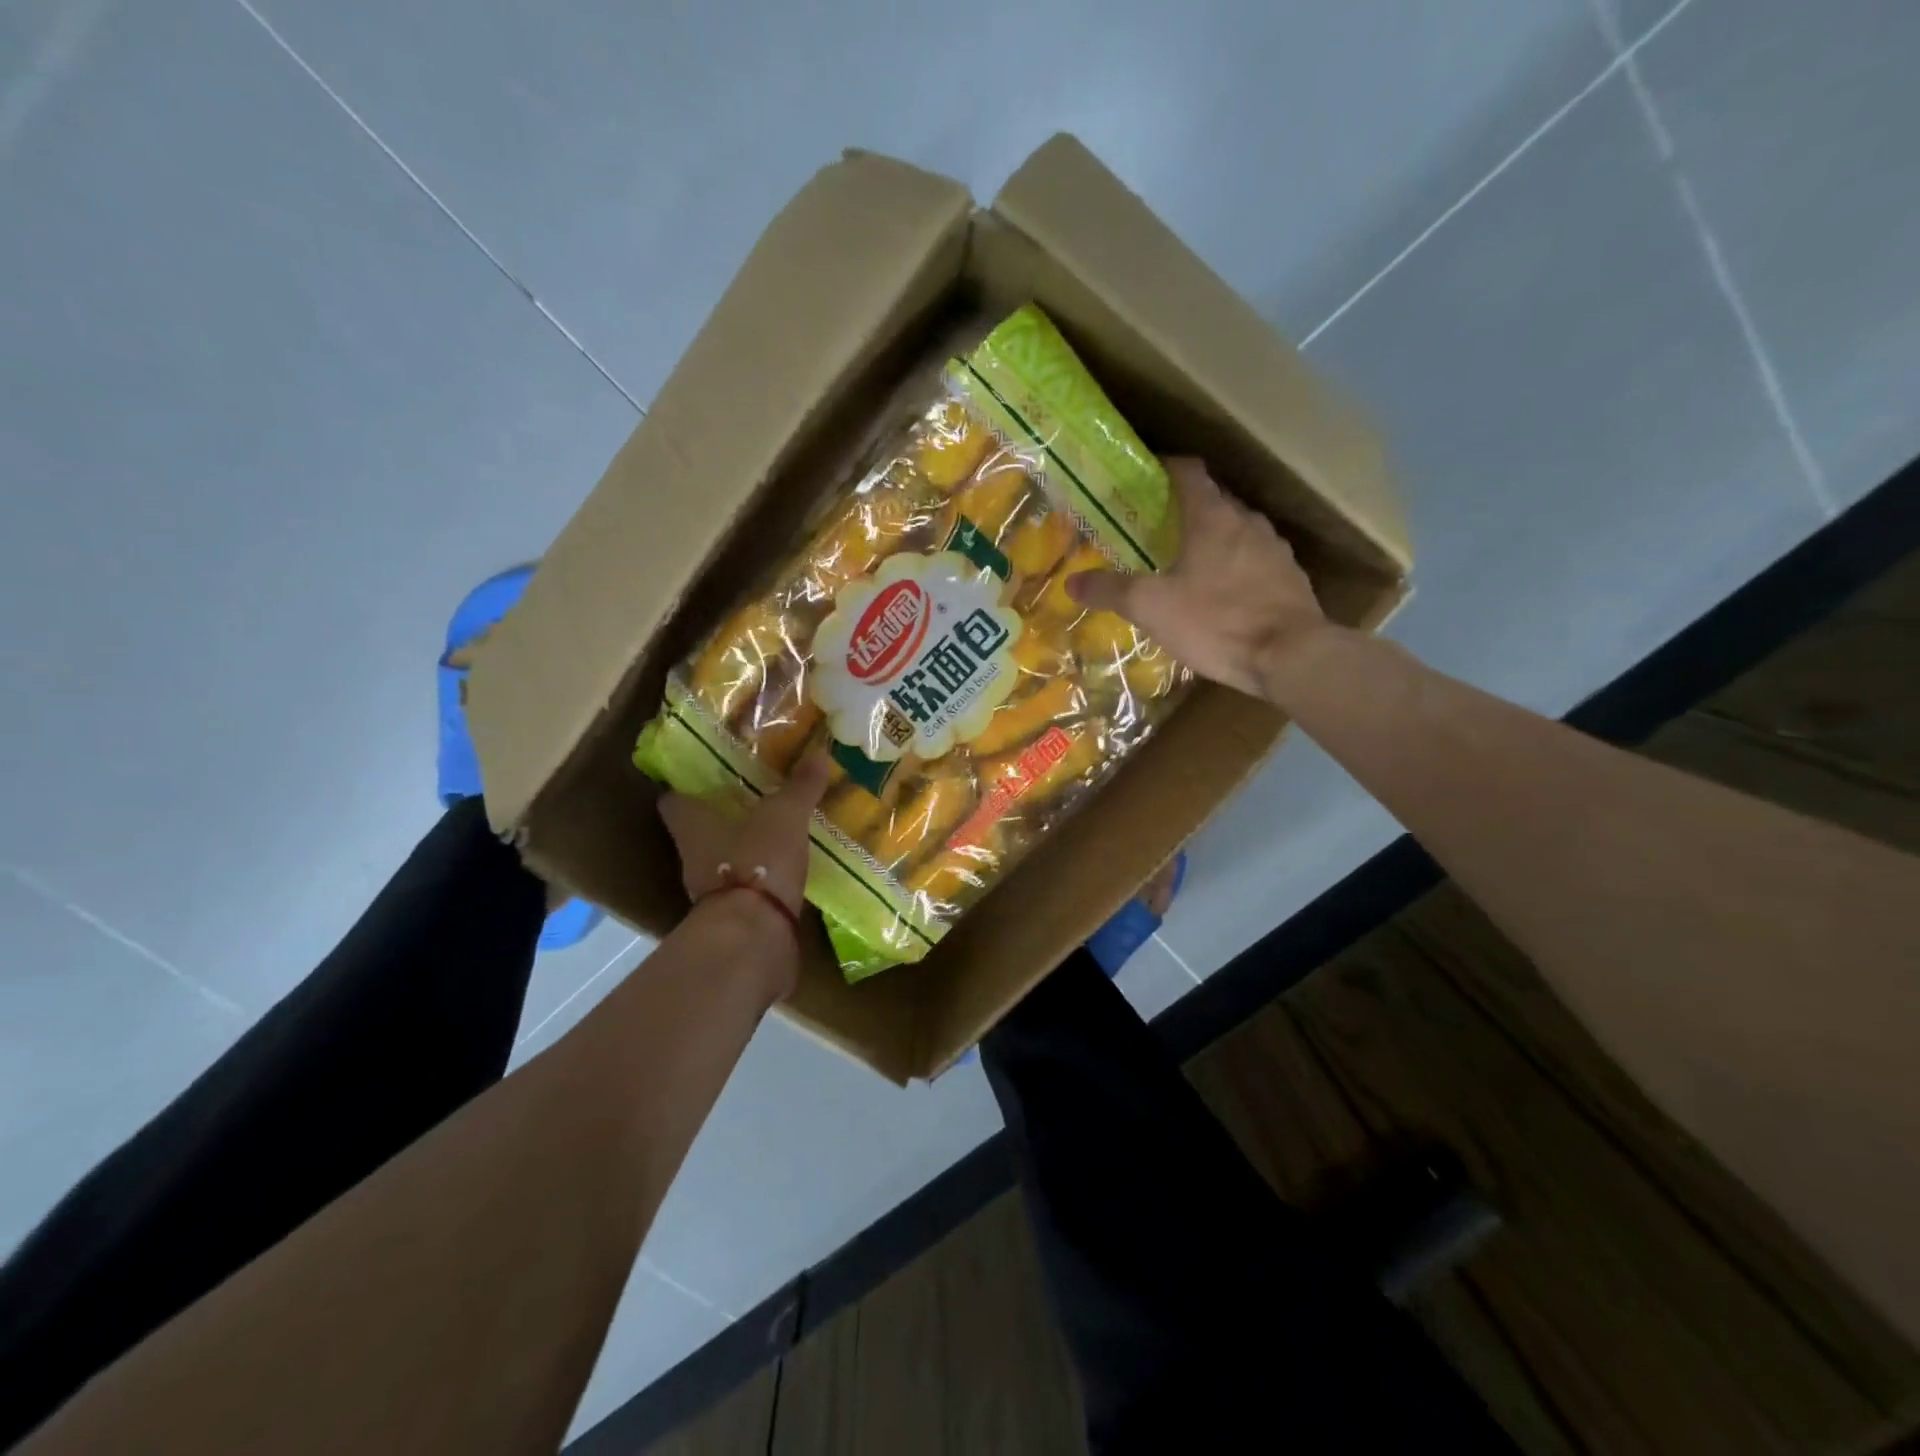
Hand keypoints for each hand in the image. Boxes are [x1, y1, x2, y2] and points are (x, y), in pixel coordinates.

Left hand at [658, 751, 830, 996]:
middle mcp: (694, 858)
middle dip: (722, 818)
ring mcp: (713, 893)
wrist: (754, 937)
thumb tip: (819, 753)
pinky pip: (749, 890)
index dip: (686, 789)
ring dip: (744, 851)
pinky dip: (763, 881)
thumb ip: (800, 787)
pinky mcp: (737, 917)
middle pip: (700, 832)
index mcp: (693, 826)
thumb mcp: (784, 816)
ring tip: (776, 833)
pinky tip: (788, 871)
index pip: (674, 801)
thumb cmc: (756, 862)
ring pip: (723, 862)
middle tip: (753, 799)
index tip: (704, 777)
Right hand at [1068, 457, 1329, 701]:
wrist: (1290, 656)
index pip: (1188, 471)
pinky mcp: (1290, 578)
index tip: (1142, 479)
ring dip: (1211, 539)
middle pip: (1212, 501)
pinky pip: (1254, 560)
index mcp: (1213, 516)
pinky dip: (1233, 566)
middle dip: (1183, 510)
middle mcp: (1247, 521)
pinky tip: (1220, 593)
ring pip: (1235, 531)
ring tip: (1185, 562)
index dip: (1164, 468)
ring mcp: (1274, 549)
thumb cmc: (1216, 621)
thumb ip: (1110, 591)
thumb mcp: (1151, 607)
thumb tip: (1072, 582)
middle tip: (1154, 529)